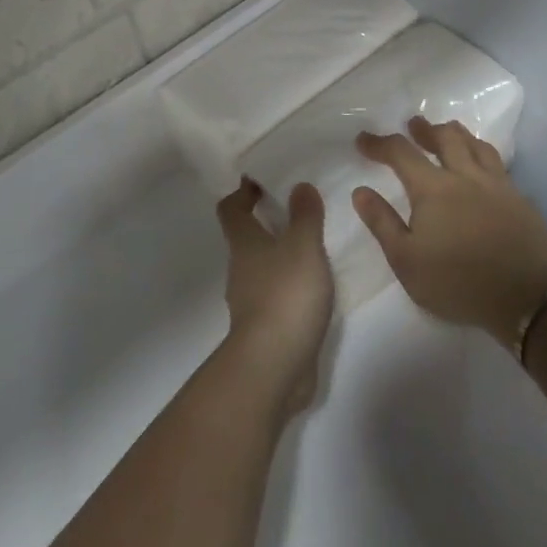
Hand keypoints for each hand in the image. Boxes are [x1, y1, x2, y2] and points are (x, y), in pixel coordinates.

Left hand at [217, 179, 334, 416]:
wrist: (274, 366)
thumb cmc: (285, 295)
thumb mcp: (303, 246)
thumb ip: (304, 215)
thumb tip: (299, 185)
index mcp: (244, 244)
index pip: (231, 209)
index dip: (242, 192)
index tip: (262, 180)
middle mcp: (241, 268)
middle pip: (246, 237)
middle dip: (267, 222)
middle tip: (300, 209)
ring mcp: (251, 301)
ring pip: (263, 267)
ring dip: (281, 255)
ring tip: (314, 246)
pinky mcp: (266, 327)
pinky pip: (277, 295)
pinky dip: (291, 285)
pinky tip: (316, 286)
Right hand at [353, 117, 546, 348]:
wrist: (526, 299)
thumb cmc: (457, 283)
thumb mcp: (406, 260)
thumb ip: (382, 223)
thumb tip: (361, 191)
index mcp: (434, 189)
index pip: (401, 153)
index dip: (379, 143)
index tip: (363, 140)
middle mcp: (466, 177)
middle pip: (446, 137)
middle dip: (425, 129)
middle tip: (414, 125)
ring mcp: (498, 186)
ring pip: (477, 145)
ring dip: (458, 135)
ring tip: (449, 133)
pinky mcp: (521, 200)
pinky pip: (499, 166)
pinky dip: (483, 157)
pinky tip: (482, 169)